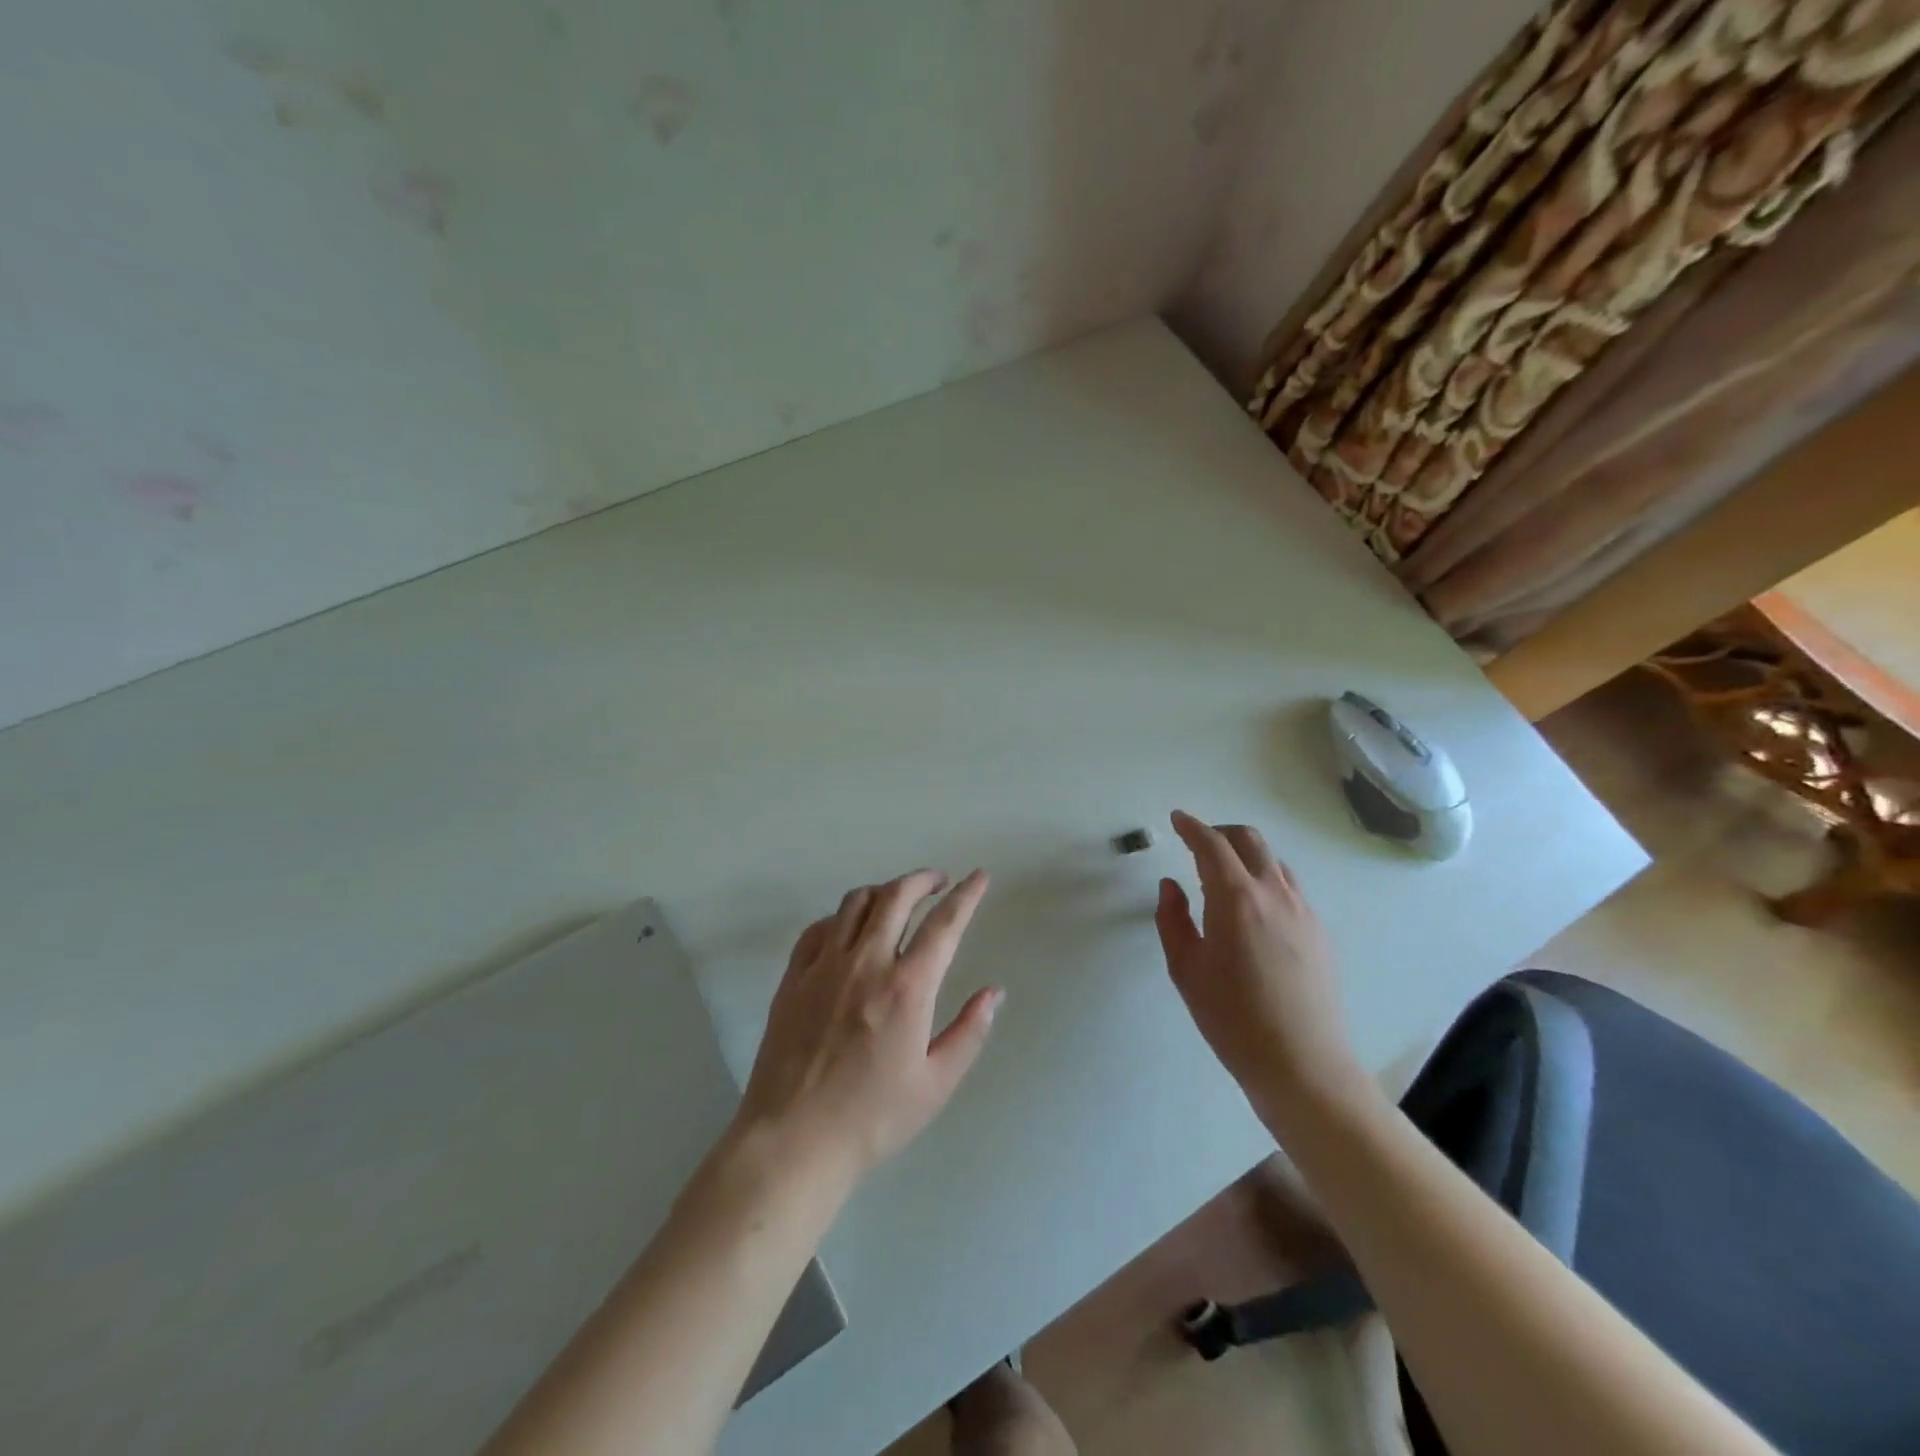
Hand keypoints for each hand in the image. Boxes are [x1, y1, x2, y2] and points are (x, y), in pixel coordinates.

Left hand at [736, 869, 1001, 1188]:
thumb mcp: (936, 1084)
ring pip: (855, 903)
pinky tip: (849, 930)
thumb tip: (994, 992)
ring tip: (898, 900)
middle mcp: (866, 962)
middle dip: (923, 879)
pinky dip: (841, 917)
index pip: (944, 923)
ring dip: (884, 891)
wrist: (793, 1140)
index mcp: (907, 987)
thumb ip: (970, 1032)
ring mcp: (824, 966)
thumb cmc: (873, 1118)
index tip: (979, 876)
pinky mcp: (793, 977)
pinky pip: (819, 928)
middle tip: (938, 881)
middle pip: (896, 896)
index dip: (966, 895)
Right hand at [1155, 811, 1365, 1114]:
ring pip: (1273, 861)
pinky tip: (1253, 908)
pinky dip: (1266, 878)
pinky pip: (1290, 887)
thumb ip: (1172, 919)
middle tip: (1198, 843)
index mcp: (1236, 898)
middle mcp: (1274, 893)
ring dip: (1246, 855)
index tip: (1177, 820)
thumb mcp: (1186, 968)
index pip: (1211, 845)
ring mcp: (1303, 911)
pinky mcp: (1319, 931)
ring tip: (1224, 875)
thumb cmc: (1232, 1018)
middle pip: (1249, 840)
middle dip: (1221, 832)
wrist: (1302, 1064)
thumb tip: (1171, 885)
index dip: (1191, 827)